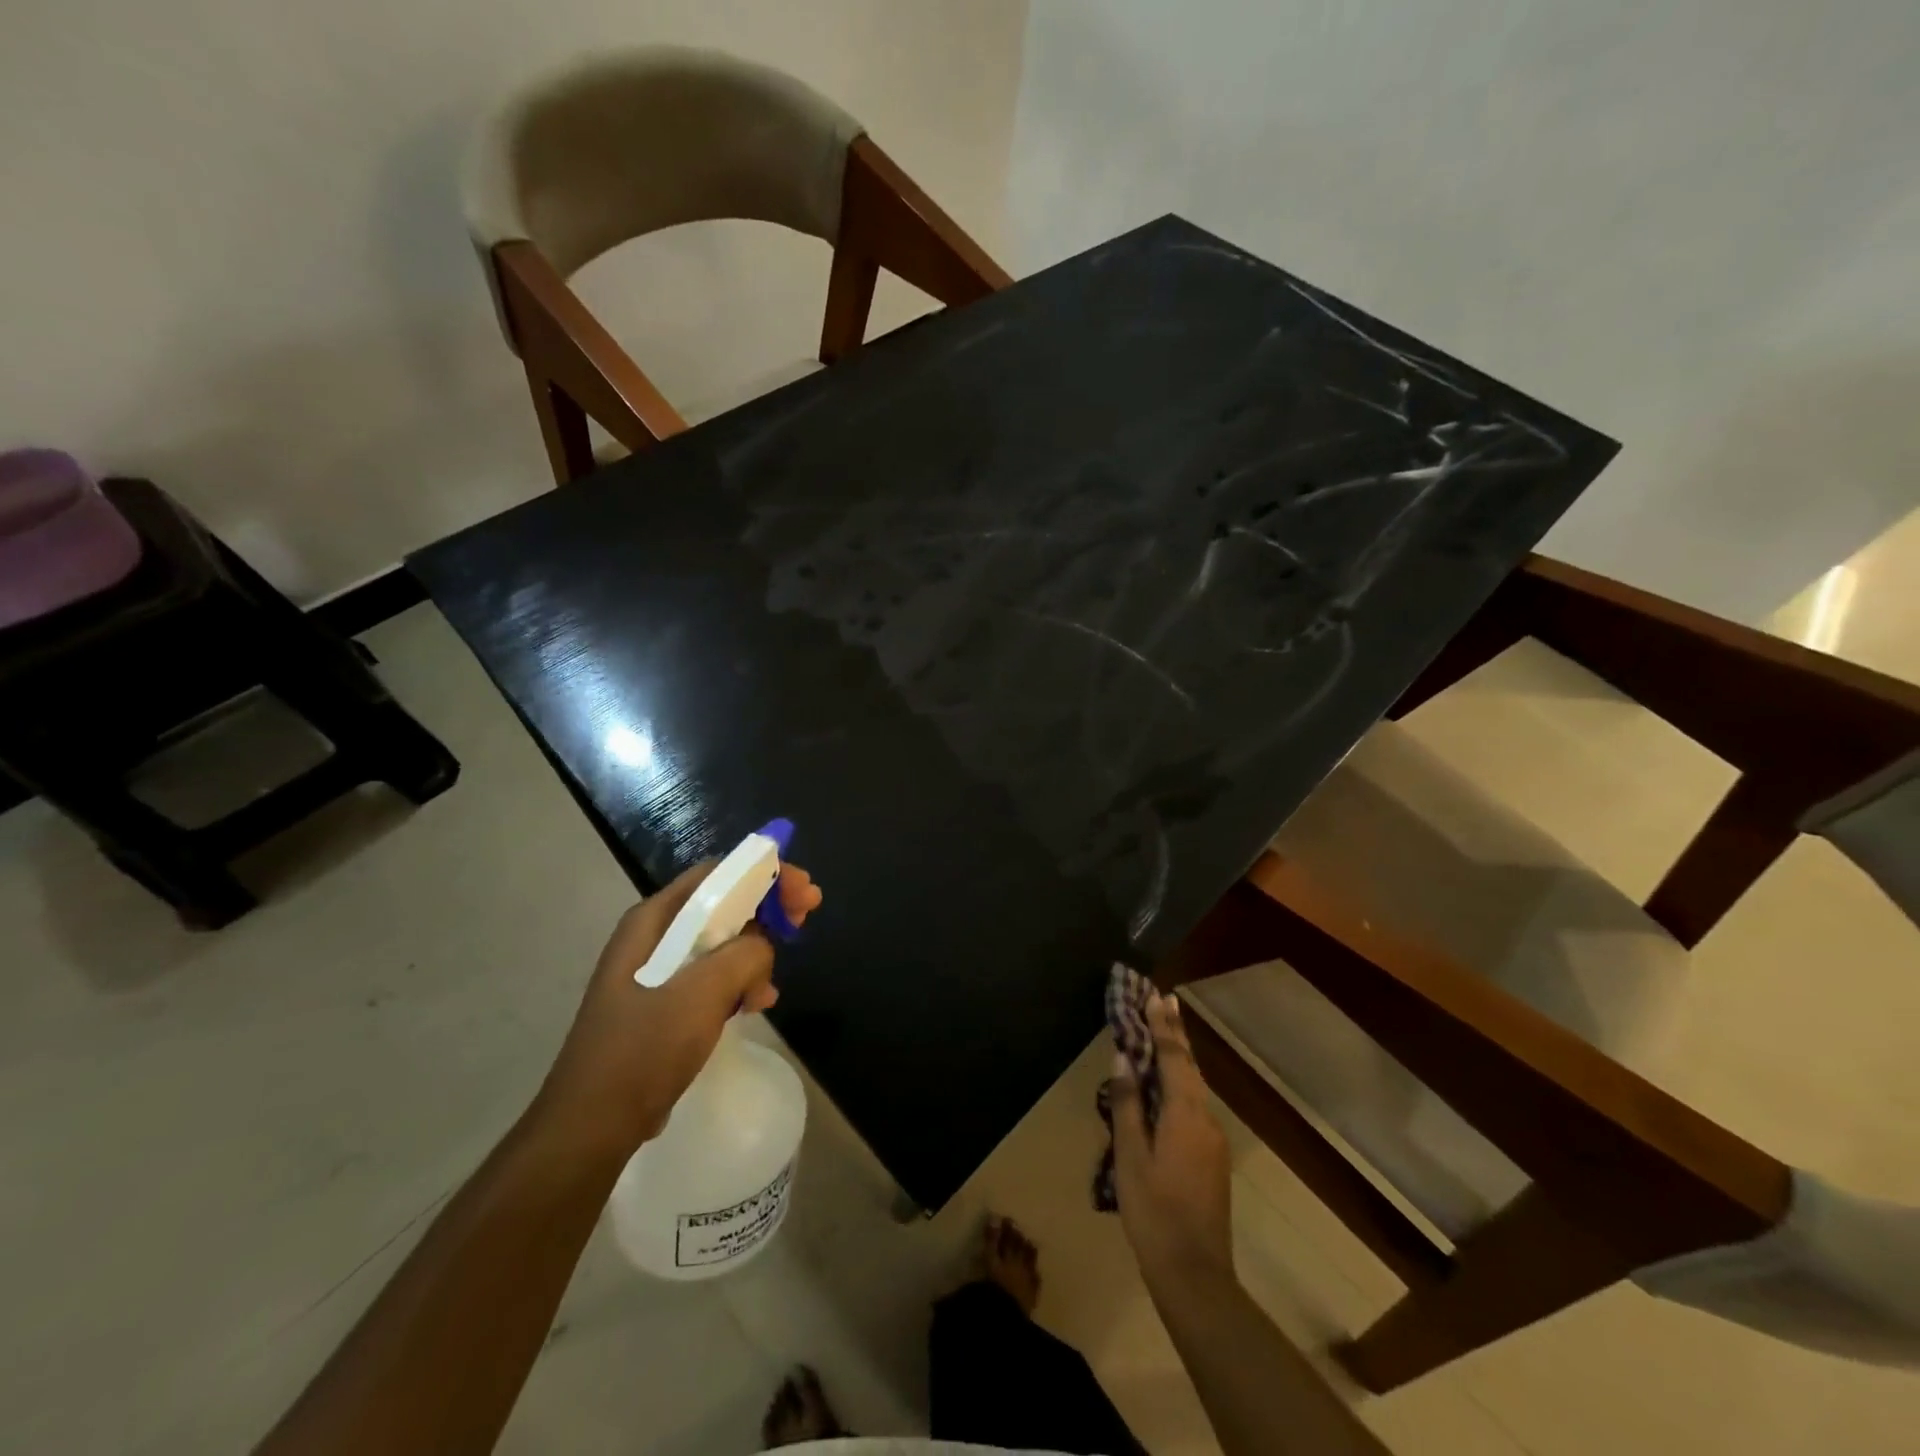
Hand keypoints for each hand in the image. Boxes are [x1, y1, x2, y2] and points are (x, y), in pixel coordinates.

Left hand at [533, 860, 823, 1162]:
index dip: (764, 873)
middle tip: (805, 919)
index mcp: (653, 921)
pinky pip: (714, 977)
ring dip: (756, 955)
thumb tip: (763, 946)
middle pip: (723, 904)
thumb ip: (744, 955)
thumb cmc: (642, 1050)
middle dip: (767, 910)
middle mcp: (654, 937)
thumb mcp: (701, 993)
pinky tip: (757, 1005)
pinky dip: (741, 983)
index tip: (803, 891)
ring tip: (770, 988)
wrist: (592, 1126)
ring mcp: (658, 972)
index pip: (717, 874)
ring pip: (722, 943)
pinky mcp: (665, 1004)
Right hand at [1110, 990, 1234, 1289]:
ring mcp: (1213, 1140)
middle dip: (1175, 1032)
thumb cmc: (1154, 1213)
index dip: (1162, 1024)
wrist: (1196, 1276)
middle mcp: (1206, 1119)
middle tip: (1163, 1000)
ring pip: (1194, 1086)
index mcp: (1185, 1115)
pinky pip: (1195, 1106)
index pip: (1174, 1057)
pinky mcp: (1212, 1158)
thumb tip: (1125, 1057)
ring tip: (1162, 1032)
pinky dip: (1180, 1083)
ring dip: (1178, 1057)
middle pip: (1190, 1066)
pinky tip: (1166, 1086)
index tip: (1155, 994)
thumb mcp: (1130, 1157)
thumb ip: (1127, 1103)